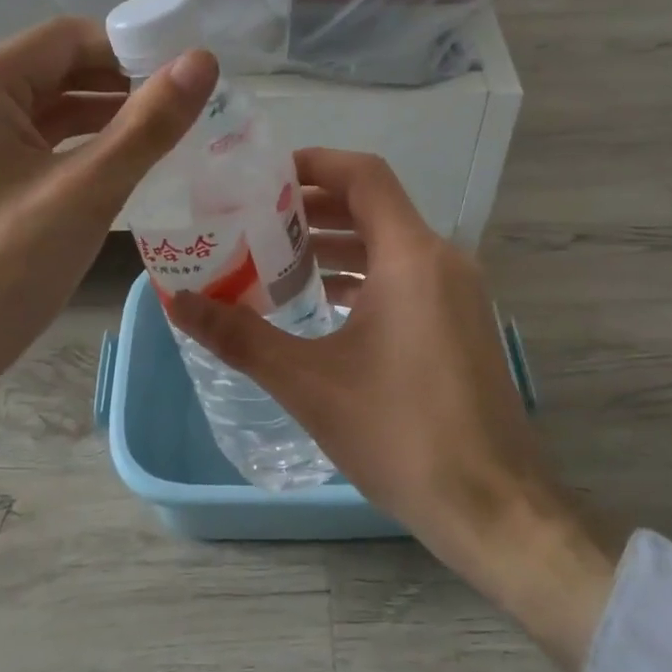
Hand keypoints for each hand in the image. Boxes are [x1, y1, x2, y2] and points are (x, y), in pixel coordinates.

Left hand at [0, 19, 217, 537]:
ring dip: (103, 118)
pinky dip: (75, 149)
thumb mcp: (85, 194)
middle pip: (56, 70)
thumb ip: (148, 124)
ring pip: (45, 110)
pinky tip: (118, 169)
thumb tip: (204, 60)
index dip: (135, 49)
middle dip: (122, 85)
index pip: (70, 38)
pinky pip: (29, 145)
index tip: (189, 79)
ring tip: (165, 139)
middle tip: (186, 112)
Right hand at [165, 150, 618, 671]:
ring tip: (276, 260)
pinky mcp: (460, 323)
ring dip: (336, 245)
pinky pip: (406, 276)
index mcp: (412, 256)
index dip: (313, 163)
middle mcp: (442, 260)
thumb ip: (239, 336)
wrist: (494, 508)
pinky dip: (363, 276)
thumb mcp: (308, 383)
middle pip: (373, 206)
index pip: (363, 175)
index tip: (263, 177)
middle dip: (313, 208)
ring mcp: (457, 292)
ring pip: (389, 244)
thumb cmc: (401, 435)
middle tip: (254, 220)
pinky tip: (321, 304)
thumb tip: (177, 303)